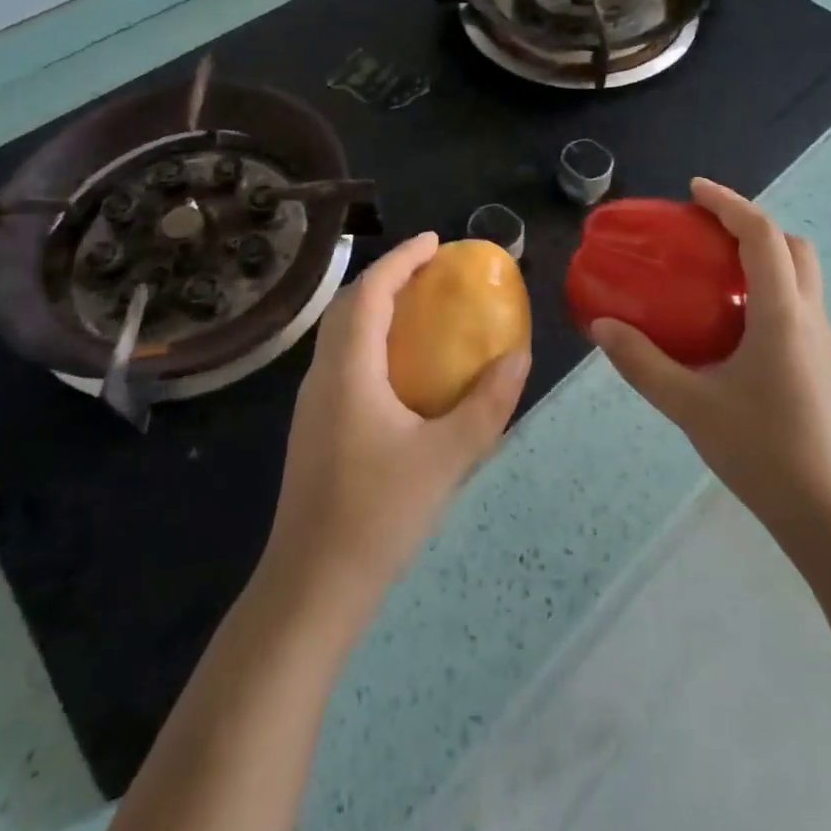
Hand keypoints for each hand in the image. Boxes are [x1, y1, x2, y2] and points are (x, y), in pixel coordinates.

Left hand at [264, 232, 530, 616]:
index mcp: (348, 369)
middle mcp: (323, 375)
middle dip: (387, 276)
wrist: (311, 589)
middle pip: (348, 304)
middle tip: (430, 270)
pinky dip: (370, 338)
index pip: (369, 291)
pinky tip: (402, 367)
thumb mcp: (446, 459)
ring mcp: (313, 403)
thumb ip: (486, 405)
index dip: (401, 259)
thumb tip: (519, 356)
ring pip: (340, 332)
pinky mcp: (315, 427)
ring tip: (419, 307)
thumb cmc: (377, 516)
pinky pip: (342, 358)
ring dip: (376, 307)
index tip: (435, 242)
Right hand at [591, 179, 830, 551]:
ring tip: (713, 267)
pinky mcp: (819, 363)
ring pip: (799, 273)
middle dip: (751, 223)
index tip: (693, 190)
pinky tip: (729, 320)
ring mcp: (819, 340)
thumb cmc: (765, 453)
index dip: (728, 202)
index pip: (761, 235)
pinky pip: (795, 301)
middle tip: (706, 229)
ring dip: (762, 254)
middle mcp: (807, 316)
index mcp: (781, 313)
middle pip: (791, 245)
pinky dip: (765, 285)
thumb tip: (601, 327)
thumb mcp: (691, 406)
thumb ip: (642, 363)